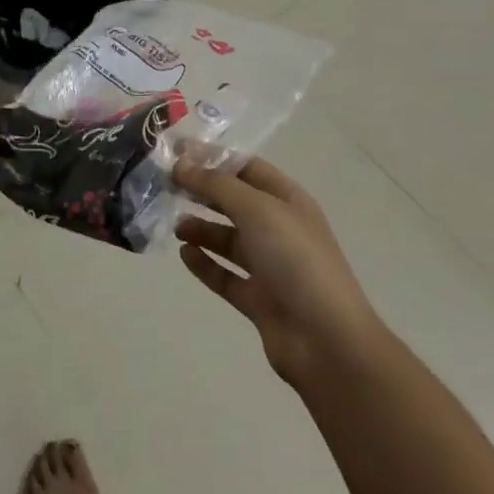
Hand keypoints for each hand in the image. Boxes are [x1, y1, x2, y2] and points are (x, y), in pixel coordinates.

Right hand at [173, 154, 382, 390]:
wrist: (327, 340)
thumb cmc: (295, 259)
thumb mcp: (256, 209)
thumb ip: (216, 184)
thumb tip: (181, 164)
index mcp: (288, 200)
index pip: (246, 167)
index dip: (213, 157)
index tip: (176, 152)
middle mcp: (280, 229)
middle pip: (235, 202)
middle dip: (203, 191)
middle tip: (166, 185)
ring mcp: (270, 266)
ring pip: (229, 239)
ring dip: (201, 228)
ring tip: (175, 225)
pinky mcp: (259, 300)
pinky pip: (225, 275)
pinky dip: (205, 264)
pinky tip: (184, 255)